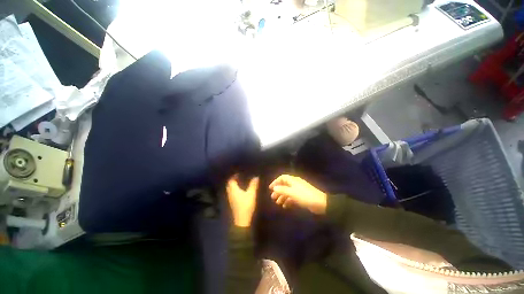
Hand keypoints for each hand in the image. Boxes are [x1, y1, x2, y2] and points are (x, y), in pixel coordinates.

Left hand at [227, 175, 258, 226]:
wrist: (242, 220)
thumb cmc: (246, 205)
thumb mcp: (251, 194)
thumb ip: (253, 185)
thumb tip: (256, 177)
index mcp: (233, 189)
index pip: (231, 180)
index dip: (234, 176)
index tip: (239, 173)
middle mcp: (230, 193)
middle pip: (229, 184)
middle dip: (233, 180)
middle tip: (239, 177)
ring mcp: (230, 198)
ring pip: (230, 189)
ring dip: (233, 184)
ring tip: (240, 182)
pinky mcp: (232, 202)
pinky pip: (231, 192)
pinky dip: (234, 189)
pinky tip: (240, 190)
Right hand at [269, 175, 326, 214]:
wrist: (320, 203)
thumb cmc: (305, 196)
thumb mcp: (292, 193)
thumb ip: (282, 190)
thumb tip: (274, 188)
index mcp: (293, 180)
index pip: (282, 177)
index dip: (276, 182)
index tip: (270, 188)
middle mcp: (295, 184)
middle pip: (284, 185)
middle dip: (278, 191)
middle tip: (273, 198)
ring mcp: (298, 190)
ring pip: (288, 192)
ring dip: (282, 197)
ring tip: (278, 203)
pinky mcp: (301, 197)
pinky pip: (292, 197)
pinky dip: (288, 201)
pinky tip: (285, 206)